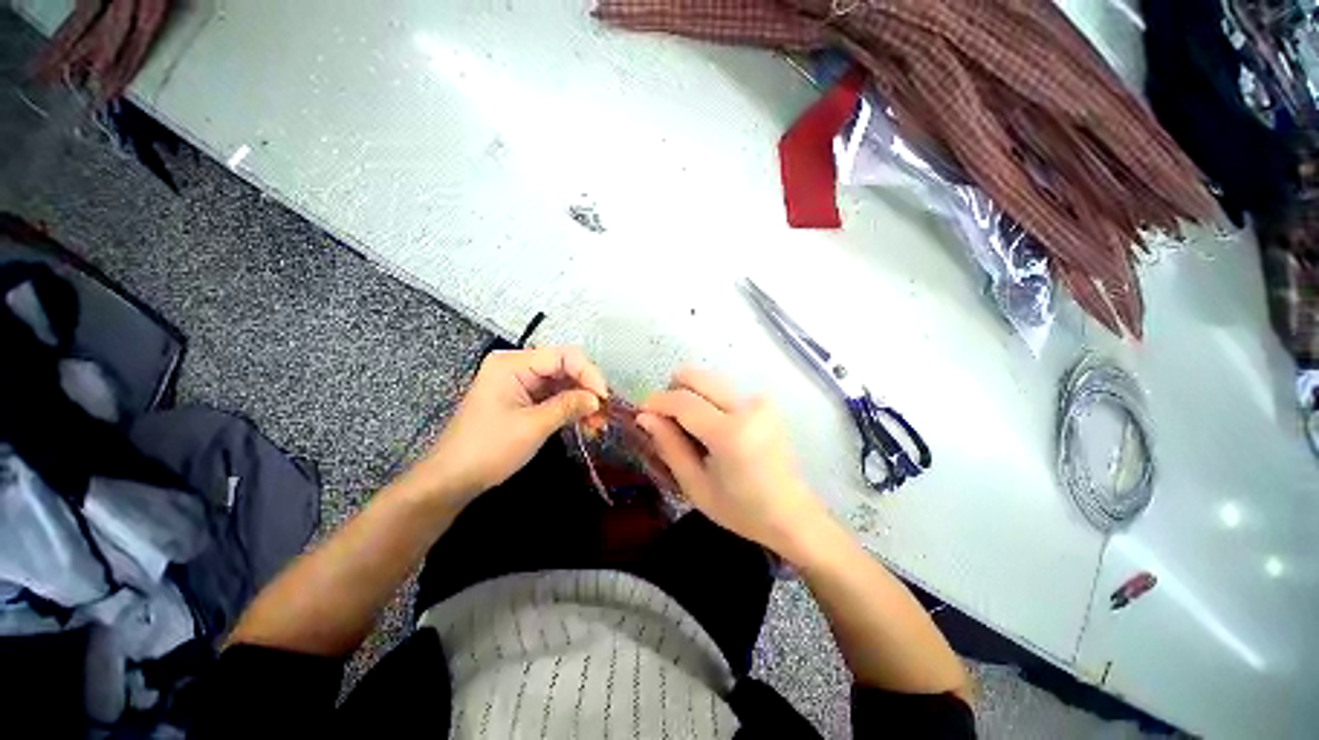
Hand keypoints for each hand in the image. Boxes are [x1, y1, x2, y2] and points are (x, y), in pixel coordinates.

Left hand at [408, 347, 606, 505]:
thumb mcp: (532, 426)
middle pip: (565, 368)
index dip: (588, 373)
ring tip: (598, 423)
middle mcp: (517, 367)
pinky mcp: (524, 400)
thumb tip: (597, 399)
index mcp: (512, 363)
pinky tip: (586, 424)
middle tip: (605, 412)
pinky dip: (571, 409)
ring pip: (563, 384)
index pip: (562, 356)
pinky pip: (555, 397)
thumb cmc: (487, 449)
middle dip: (587, 390)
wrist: (452, 480)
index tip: (604, 397)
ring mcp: (521, 383)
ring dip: (583, 402)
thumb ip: (568, 406)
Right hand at [637, 367, 827, 558]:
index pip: (683, 401)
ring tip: (689, 428)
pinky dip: (707, 401)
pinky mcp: (764, 402)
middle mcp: (748, 407)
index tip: (641, 411)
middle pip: (697, 377)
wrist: (792, 514)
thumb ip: (669, 446)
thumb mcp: (696, 486)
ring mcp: (759, 401)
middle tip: (665, 419)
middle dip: (672, 391)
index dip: (657, 401)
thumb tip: (644, 416)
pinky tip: (710, 428)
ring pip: (709, 380)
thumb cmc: (741, 509)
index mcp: (730, 433)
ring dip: (690, 396)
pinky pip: (723, 390)